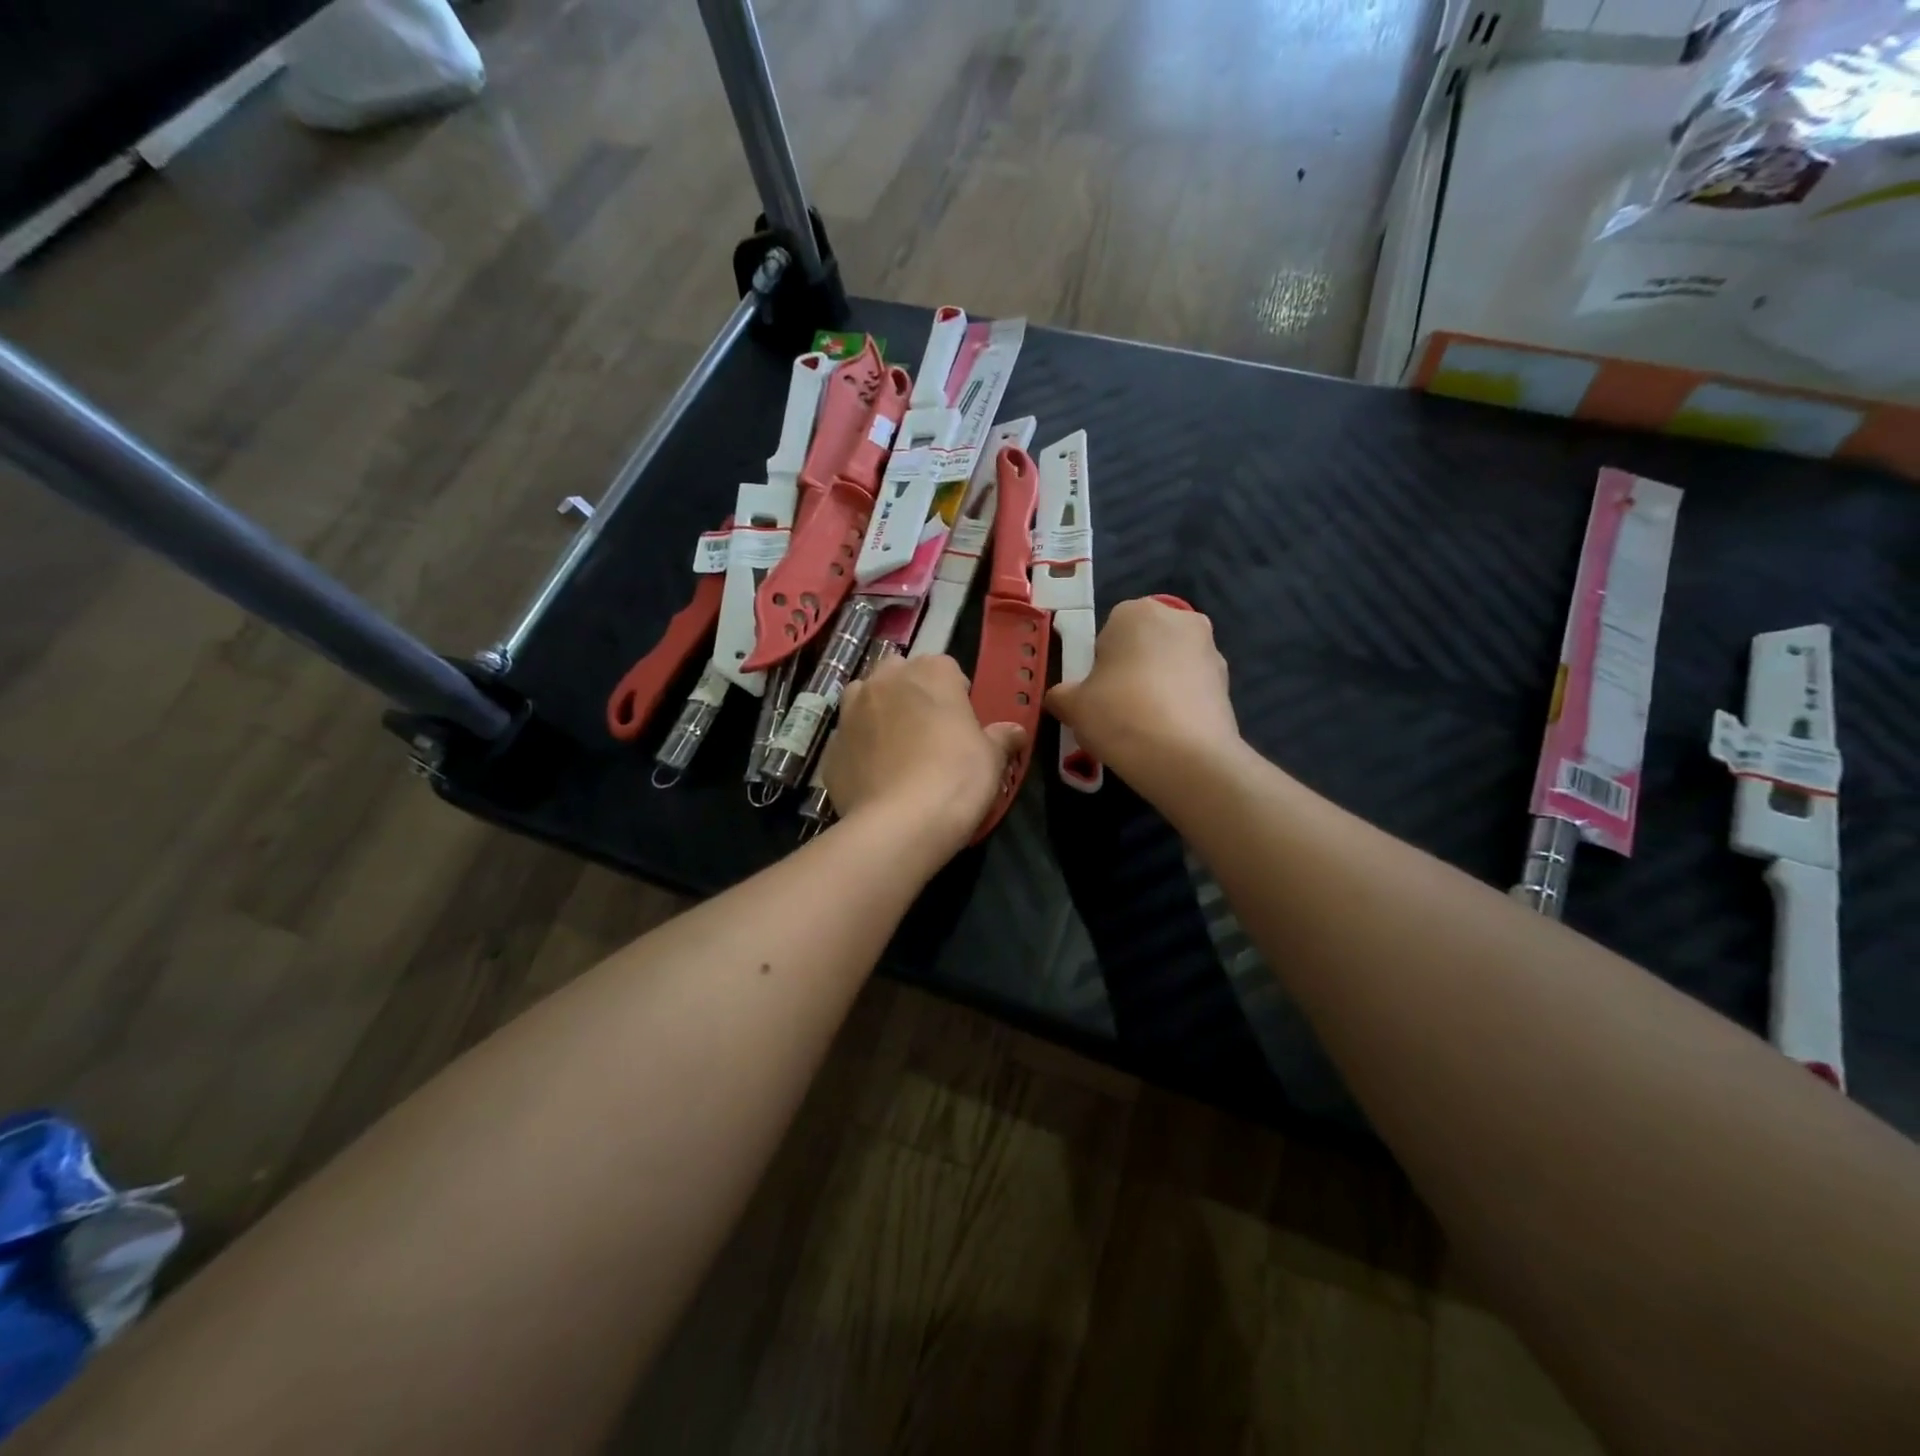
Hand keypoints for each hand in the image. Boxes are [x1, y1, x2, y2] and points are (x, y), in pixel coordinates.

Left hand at [822, 655, 1026, 856]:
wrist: (899, 823)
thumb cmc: (956, 778)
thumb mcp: (992, 758)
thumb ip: (1001, 738)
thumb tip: (1015, 731)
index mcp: (930, 673)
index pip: (945, 667)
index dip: (955, 692)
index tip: (962, 720)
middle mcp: (884, 681)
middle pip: (899, 674)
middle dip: (911, 693)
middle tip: (928, 729)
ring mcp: (851, 712)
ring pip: (865, 698)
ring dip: (879, 712)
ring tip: (896, 746)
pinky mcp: (831, 747)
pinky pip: (849, 739)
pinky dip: (860, 749)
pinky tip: (875, 776)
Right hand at [1045, 597, 1238, 787]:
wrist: (1185, 757)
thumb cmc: (1119, 714)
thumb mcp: (1072, 705)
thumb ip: (1061, 695)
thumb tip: (1060, 698)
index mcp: (1137, 611)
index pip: (1109, 631)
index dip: (1099, 663)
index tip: (1095, 693)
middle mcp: (1180, 620)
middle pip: (1144, 645)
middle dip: (1131, 670)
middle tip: (1116, 708)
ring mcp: (1210, 651)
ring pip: (1170, 667)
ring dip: (1157, 688)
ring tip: (1142, 727)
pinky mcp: (1228, 685)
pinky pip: (1191, 691)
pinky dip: (1179, 706)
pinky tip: (1166, 736)